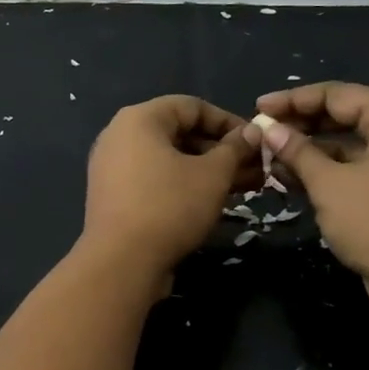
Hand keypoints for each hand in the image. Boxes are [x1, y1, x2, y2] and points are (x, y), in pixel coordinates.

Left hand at [83, 95, 253, 279]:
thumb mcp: (212, 175)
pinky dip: (183, 185)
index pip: (192, 106)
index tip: (256, 142)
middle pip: (179, 133)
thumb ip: (235, 149)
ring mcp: (112, 168)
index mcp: (139, 119)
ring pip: (169, 160)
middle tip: (255, 169)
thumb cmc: (170, 207)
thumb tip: (253, 132)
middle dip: (221, 151)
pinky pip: (155, 180)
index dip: (228, 122)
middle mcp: (120, 136)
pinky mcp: (114, 197)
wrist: (121, 263)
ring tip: (243, 188)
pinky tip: (212, 202)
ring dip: (207, 171)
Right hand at [246, 83, 368, 297]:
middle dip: (302, 126)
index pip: (339, 95)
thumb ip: (297, 152)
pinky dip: (328, 174)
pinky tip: (294, 181)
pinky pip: (357, 171)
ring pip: (350, 147)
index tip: (260, 108)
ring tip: (272, 160)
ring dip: (311, 152)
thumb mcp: (329, 183)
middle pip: (346, 118)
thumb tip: (270, 130)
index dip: (295, 100)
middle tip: (265, 132)